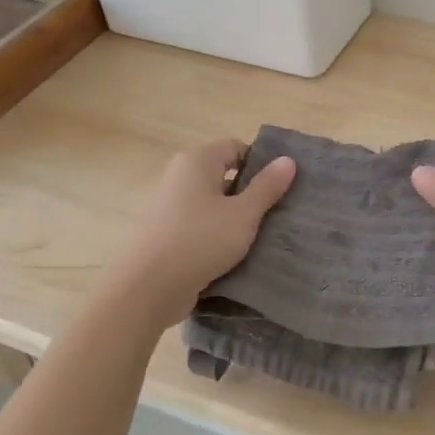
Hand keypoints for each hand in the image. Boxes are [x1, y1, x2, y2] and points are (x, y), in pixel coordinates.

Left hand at [126, 139, 296, 323]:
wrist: (146, 287)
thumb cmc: (200, 240)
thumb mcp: (244, 214)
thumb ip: (267, 187)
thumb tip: (288, 160)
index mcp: (197, 161)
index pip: (235, 147)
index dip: (259, 163)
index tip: (279, 187)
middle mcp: (179, 176)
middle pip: (222, 175)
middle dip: (248, 192)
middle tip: (275, 213)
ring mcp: (168, 206)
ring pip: (211, 203)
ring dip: (233, 217)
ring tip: (259, 237)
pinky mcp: (164, 234)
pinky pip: (198, 225)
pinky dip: (215, 235)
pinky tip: (232, 255)